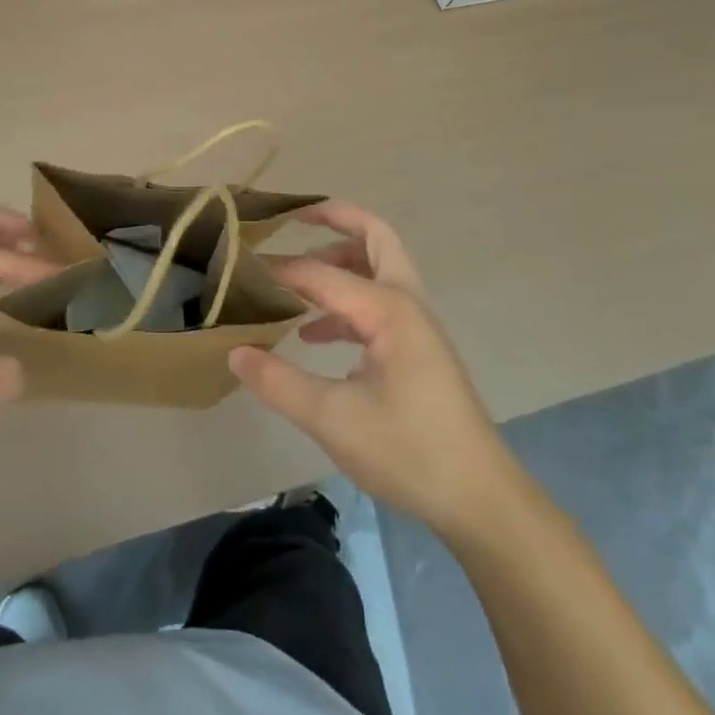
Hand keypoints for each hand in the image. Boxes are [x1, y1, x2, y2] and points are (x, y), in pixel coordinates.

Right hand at [229, 201, 509, 538]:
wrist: (479, 498)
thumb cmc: (409, 452)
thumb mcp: (333, 420)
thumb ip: (279, 382)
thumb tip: (235, 352)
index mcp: (389, 310)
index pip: (322, 275)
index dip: (280, 270)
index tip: (240, 270)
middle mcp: (406, 303)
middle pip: (375, 238)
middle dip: (337, 220)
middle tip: (296, 216)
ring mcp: (416, 325)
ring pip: (378, 269)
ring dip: (340, 261)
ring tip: (295, 277)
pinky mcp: (417, 349)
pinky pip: (377, 304)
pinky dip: (346, 302)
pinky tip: (314, 333)